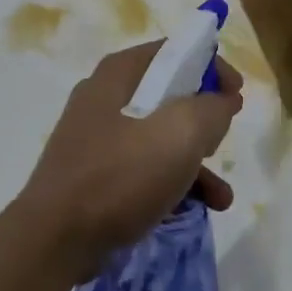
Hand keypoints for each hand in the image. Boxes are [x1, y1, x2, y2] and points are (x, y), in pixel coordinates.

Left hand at [17, 42, 242, 271]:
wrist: (55, 239)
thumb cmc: (121, 175)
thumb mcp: (181, 133)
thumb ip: (212, 109)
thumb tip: (222, 100)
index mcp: (120, 74)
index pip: (174, 51)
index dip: (211, 66)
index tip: (236, 94)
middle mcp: (104, 97)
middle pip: (168, 94)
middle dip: (203, 120)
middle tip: (221, 141)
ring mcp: (96, 138)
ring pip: (158, 137)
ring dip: (195, 162)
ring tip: (222, 196)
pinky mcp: (94, 175)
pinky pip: (142, 169)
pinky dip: (171, 183)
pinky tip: (196, 210)